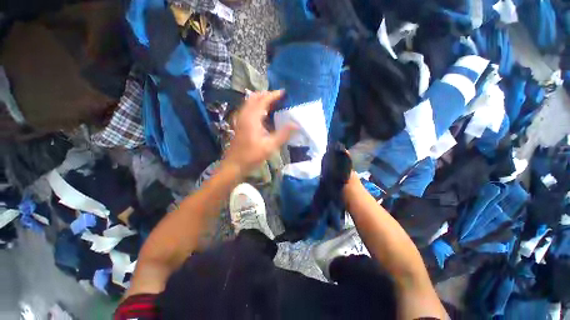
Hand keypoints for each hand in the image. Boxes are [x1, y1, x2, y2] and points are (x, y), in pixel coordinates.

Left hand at [222, 90, 296, 174]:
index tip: (283, 92)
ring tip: (272, 102)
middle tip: (278, 96)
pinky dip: (256, 106)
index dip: (273, 95)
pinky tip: (263, 114)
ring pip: (250, 102)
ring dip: (261, 99)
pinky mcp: (239, 124)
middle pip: (254, 98)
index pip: (263, 100)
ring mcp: (240, 119)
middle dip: (266, 94)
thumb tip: (296, 125)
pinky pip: (248, 109)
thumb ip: (283, 134)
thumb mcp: (270, 146)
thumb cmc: (252, 156)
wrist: (234, 165)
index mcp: (252, 118)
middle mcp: (244, 115)